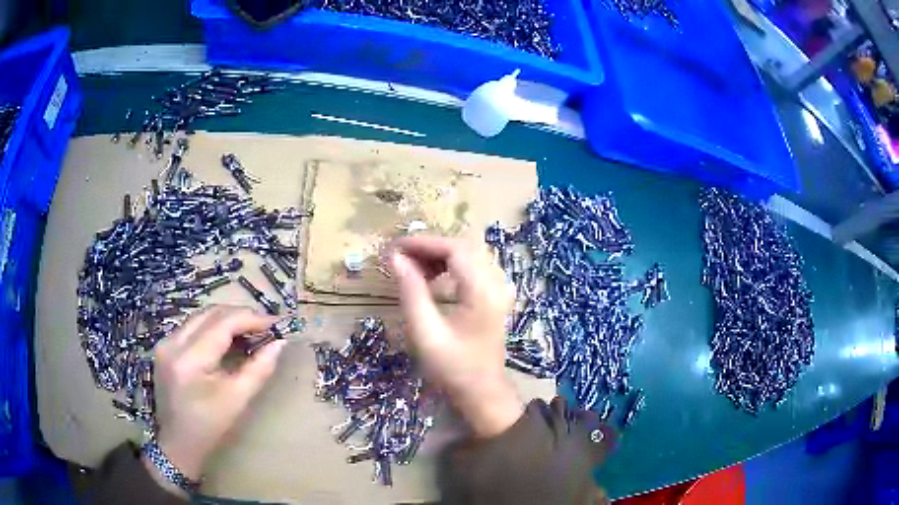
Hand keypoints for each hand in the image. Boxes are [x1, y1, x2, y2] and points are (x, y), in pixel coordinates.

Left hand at [145, 306, 284, 492]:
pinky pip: (193, 325)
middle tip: (265, 326)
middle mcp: (174, 342)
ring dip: (227, 319)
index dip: (251, 318)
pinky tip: (227, 339)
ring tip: (250, 331)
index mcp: (190, 358)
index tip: (276, 323)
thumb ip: (259, 369)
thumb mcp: (237, 400)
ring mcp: (166, 342)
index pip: (223, 323)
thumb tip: (279, 343)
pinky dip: (213, 327)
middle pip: (211, 313)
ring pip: (201, 316)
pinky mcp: (165, 346)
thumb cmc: (210, 427)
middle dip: (240, 315)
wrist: (178, 443)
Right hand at [390, 236, 523, 437]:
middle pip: (464, 246)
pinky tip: (432, 277)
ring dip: (440, 255)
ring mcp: (500, 289)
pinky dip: (451, 265)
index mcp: (483, 291)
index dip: (423, 243)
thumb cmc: (453, 368)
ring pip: (470, 254)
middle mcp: (497, 283)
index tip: (395, 248)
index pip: (455, 248)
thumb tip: (396, 258)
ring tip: (412, 266)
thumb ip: (411, 292)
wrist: (482, 392)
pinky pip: (474, 267)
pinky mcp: (496, 296)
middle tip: (401, 257)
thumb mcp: (425, 332)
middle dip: (430, 247)